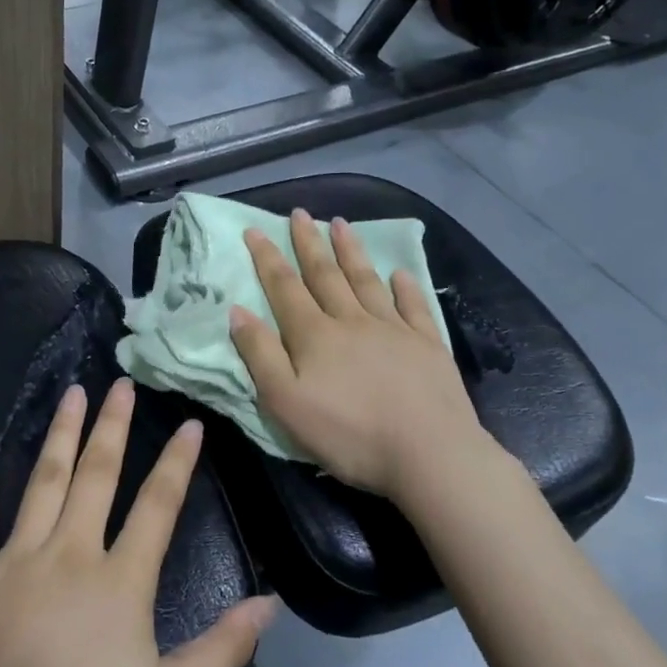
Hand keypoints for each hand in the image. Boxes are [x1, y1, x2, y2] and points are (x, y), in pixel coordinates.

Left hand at [0, 379, 275, 666]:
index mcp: (119, 581)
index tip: (189, 422)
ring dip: (60, 434)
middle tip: (120, 383)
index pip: (158, 504)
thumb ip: (221, 650)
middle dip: (113, 426)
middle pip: (97, 475)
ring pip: (43, 480)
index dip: (177, 460)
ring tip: (72, 393)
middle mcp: (69, 554)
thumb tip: (270, 602)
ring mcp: (14, 559)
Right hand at [228, 209, 492, 500]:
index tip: (255, 230)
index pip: (284, 287)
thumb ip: (260, 355)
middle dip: (309, 243)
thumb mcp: (286, 402)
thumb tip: (238, 311)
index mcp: (315, 335)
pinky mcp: (427, 345)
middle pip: (326, 275)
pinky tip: (399, 273)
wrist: (429, 453)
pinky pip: (413, 306)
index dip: (267, 258)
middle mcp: (352, 321)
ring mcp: (394, 329)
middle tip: (299, 213)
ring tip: (340, 223)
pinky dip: (405, 287)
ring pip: (366, 281)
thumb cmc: (349, 434)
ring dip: (351, 251)